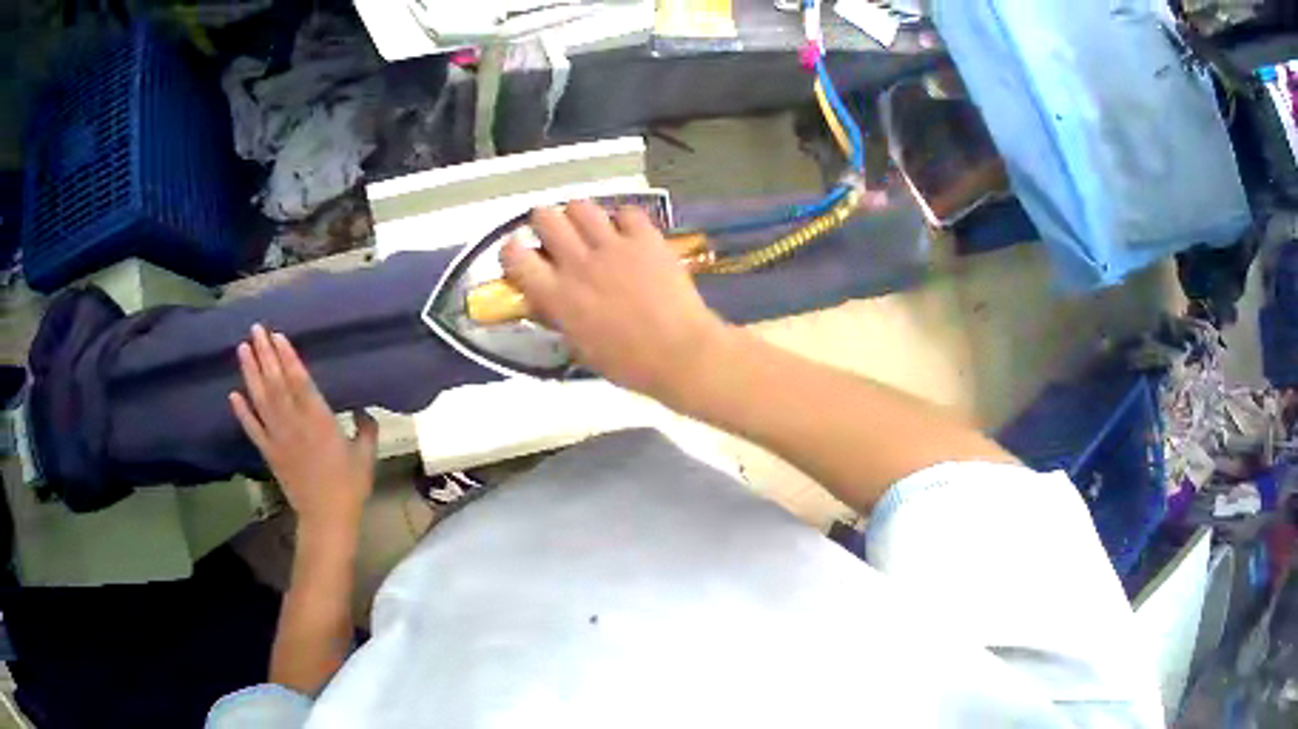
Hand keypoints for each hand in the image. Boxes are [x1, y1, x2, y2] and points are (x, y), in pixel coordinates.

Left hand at [229, 324, 376, 535]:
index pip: (299, 381)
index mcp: (320, 420)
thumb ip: (366, 428)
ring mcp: (278, 438)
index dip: (287, 357)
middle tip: (255, 330)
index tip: (277, 335)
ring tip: (242, 349)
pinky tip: (233, 394)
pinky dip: (242, 412)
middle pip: (276, 383)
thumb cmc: (350, 485)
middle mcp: (295, 423)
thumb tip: (363, 411)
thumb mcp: (366, 455)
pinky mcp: (269, 453)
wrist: (327, 518)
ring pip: (261, 399)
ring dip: (250, 373)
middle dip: (265, 355)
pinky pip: (253, 429)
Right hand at [501, 202, 730, 399]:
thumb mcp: (580, 347)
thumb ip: (560, 317)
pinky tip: (627, 232)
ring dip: (579, 215)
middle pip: (546, 218)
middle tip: (555, 234)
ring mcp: (613, 246)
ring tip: (589, 228)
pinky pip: (626, 212)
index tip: (520, 254)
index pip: (515, 256)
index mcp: (557, 295)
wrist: (680, 353)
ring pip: (581, 206)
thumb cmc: (628, 364)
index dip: (513, 250)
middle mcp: (578, 263)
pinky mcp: (645, 238)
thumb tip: (548, 300)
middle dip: (545, 222)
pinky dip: (623, 219)